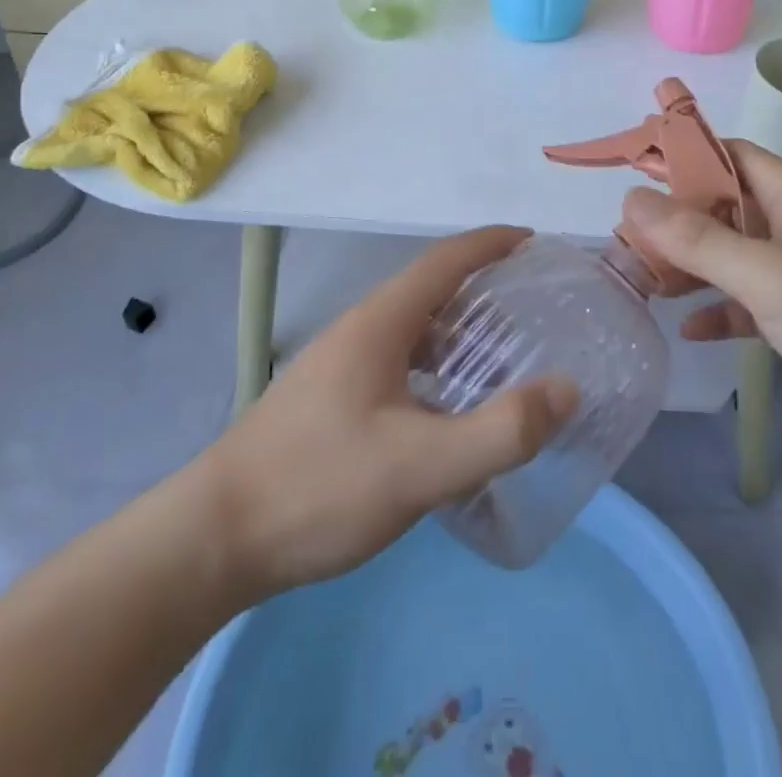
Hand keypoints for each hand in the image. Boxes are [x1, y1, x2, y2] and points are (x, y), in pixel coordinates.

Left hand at [203, 226, 578, 596]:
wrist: (214, 537)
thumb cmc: (319, 486)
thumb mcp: (421, 466)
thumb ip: (499, 431)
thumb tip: (566, 389)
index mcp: (381, 322)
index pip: (446, 259)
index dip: (493, 243)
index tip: (536, 242)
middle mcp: (360, 329)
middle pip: (432, 289)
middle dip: (485, 288)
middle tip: (535, 309)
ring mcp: (340, 363)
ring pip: (413, 329)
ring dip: (460, 331)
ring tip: (505, 358)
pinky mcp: (331, 398)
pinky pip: (399, 361)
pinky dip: (436, 367)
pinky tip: (449, 410)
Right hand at [622, 142, 781, 466]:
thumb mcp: (767, 275)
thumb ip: (698, 239)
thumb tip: (631, 199)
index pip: (731, 155)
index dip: (685, 153)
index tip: (634, 165)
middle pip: (724, 206)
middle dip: (676, 217)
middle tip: (626, 235)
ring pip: (731, 256)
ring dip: (691, 265)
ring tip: (643, 279)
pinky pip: (747, 303)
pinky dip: (718, 310)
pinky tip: (689, 329)